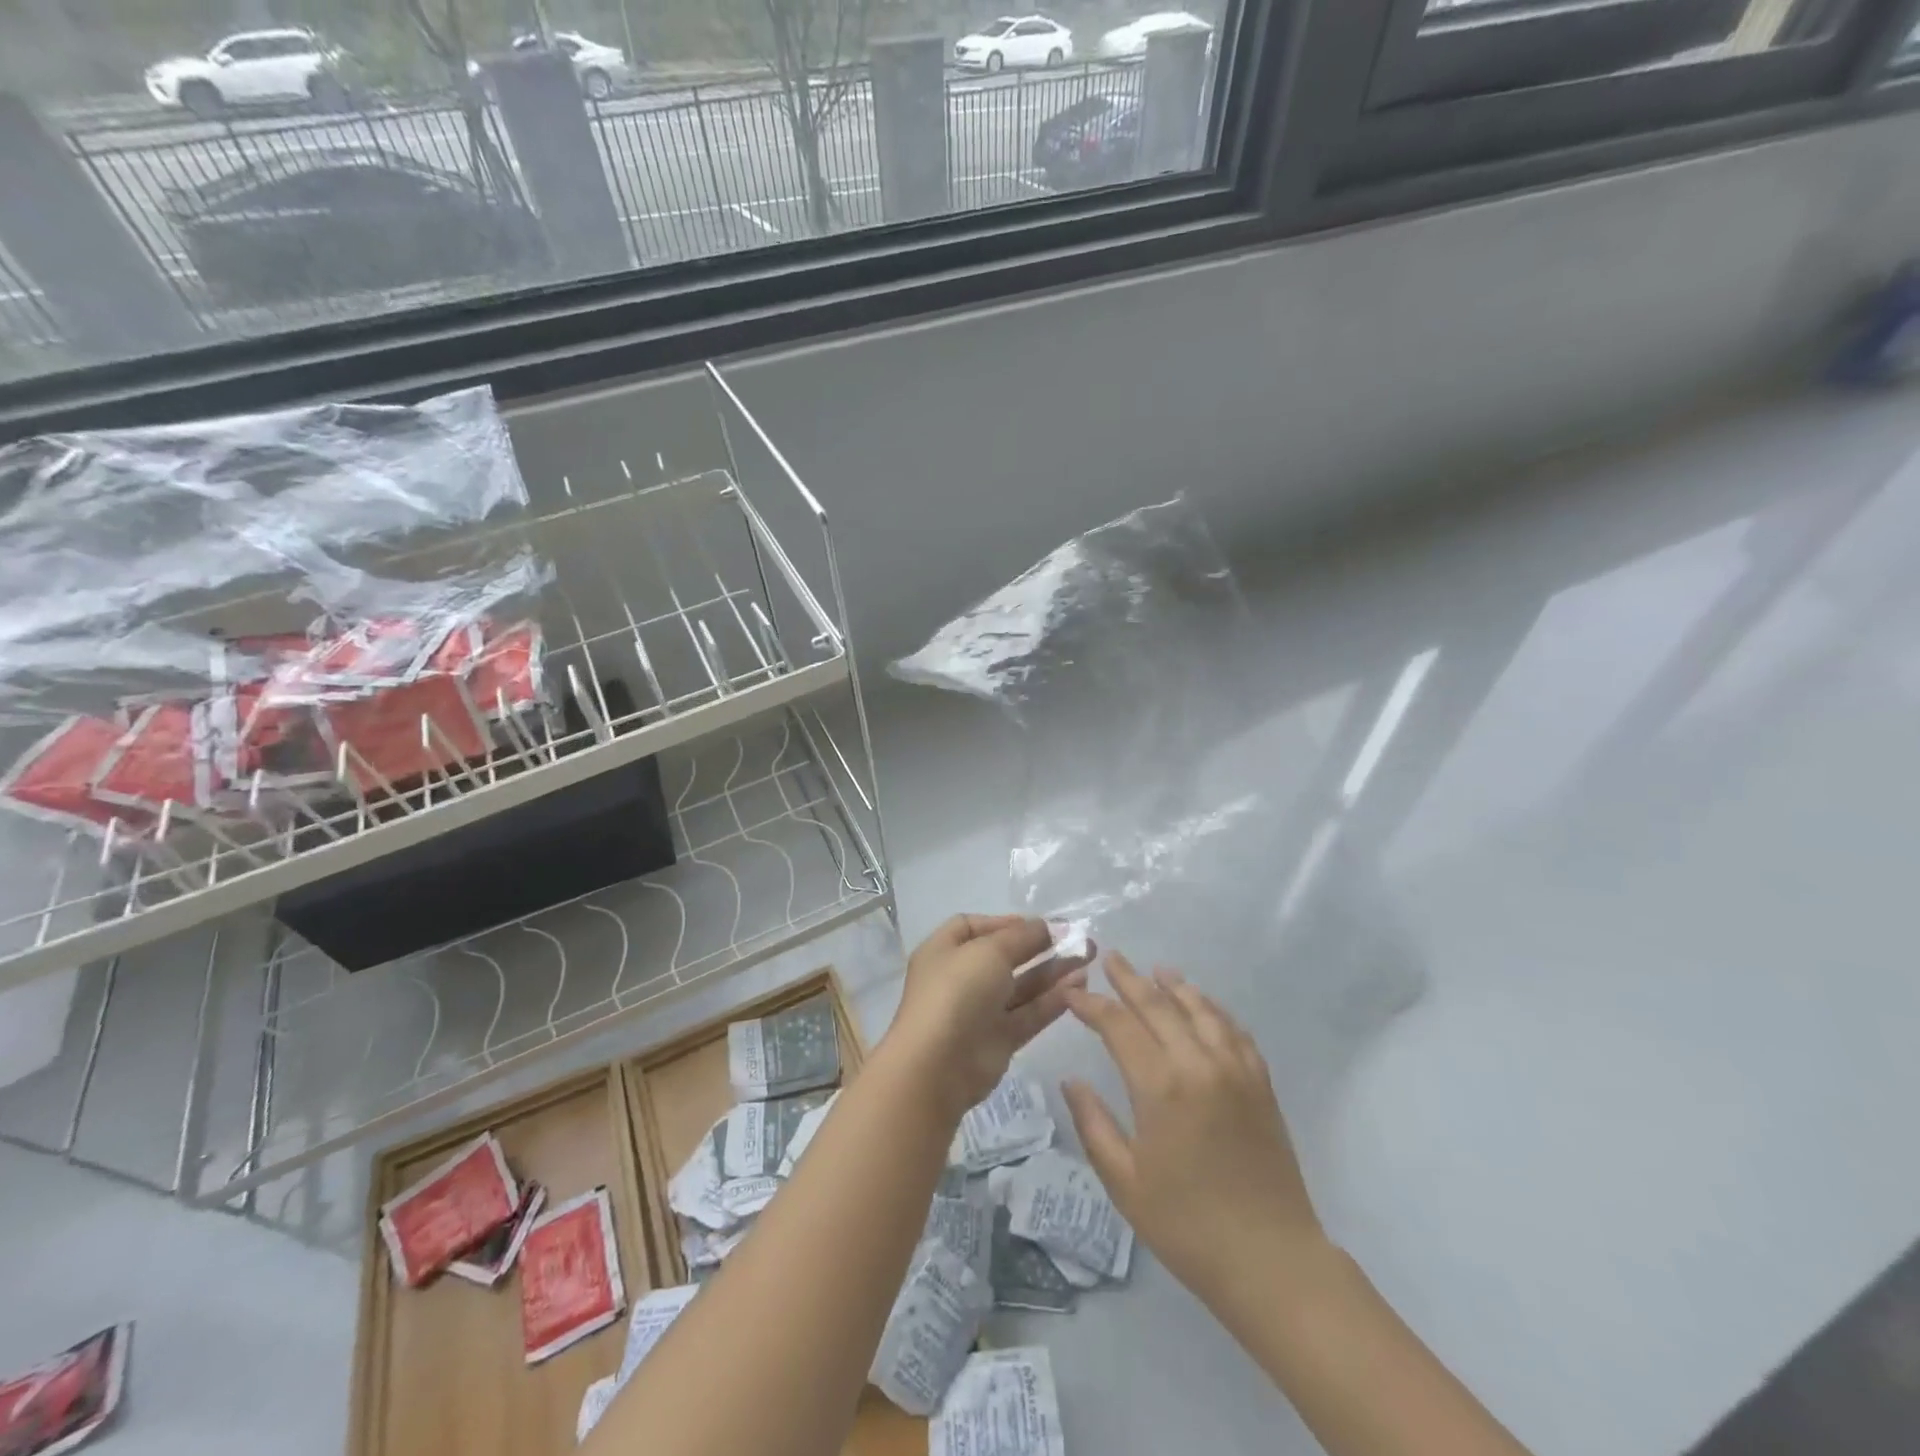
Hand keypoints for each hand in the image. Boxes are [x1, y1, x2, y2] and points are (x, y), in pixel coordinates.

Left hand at [880, 915, 1092, 1120]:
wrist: (939, 1066)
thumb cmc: (956, 992)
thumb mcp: (988, 951)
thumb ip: (1020, 936)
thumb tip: (1044, 926)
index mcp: (944, 951)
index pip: (972, 927)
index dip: (1004, 922)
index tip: (1038, 924)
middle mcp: (960, 978)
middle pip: (1004, 956)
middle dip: (1039, 946)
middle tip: (1078, 939)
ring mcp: (980, 1010)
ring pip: (1021, 986)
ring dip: (1052, 971)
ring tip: (1088, 958)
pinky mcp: (999, 1039)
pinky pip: (1029, 1013)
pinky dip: (1053, 1000)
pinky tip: (1080, 985)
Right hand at [1061, 952, 1325, 1310]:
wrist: (1271, 1261)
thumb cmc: (1187, 1226)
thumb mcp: (1125, 1182)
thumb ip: (1093, 1124)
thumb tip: (1070, 1081)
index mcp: (1161, 1086)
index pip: (1118, 1025)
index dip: (1091, 1004)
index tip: (1071, 993)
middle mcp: (1199, 1064)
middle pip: (1159, 1005)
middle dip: (1129, 980)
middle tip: (1110, 958)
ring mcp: (1235, 1070)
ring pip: (1200, 1009)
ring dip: (1175, 986)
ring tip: (1157, 971)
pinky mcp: (1261, 1083)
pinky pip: (1234, 1031)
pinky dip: (1214, 1009)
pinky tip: (1204, 1006)